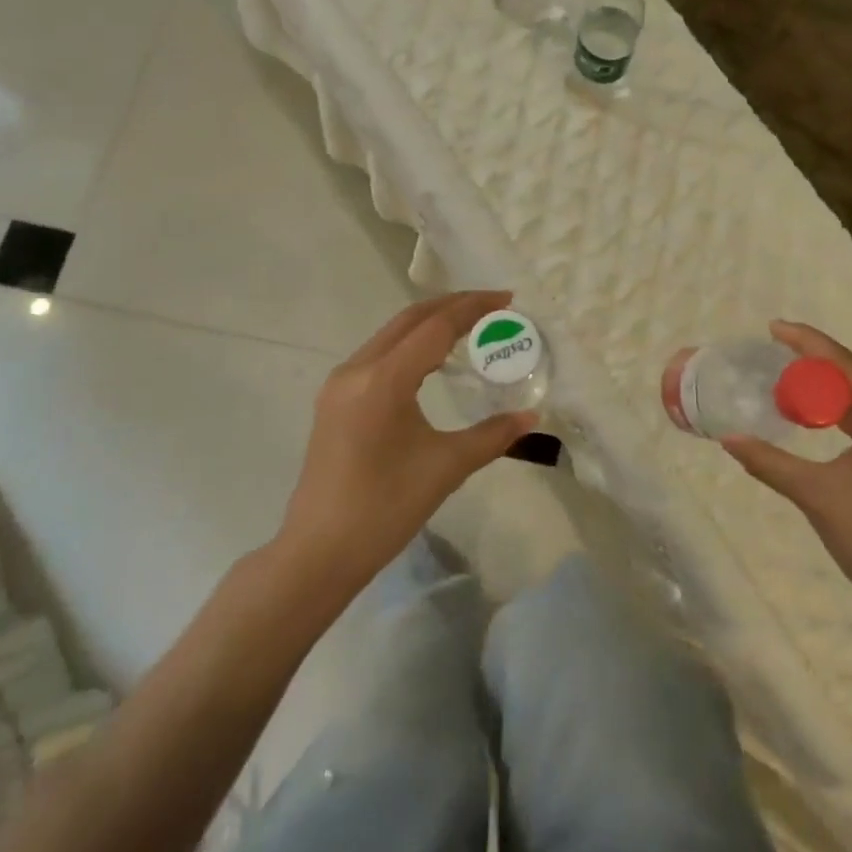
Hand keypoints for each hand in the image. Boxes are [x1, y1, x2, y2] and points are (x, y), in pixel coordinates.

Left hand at [277, 290, 536, 589]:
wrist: (319, 552)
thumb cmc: (385, 508)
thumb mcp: (446, 467)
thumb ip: (493, 435)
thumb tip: (532, 417)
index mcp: (383, 379)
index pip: (435, 326)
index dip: (473, 308)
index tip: (507, 299)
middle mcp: (356, 369)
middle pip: (410, 320)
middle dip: (452, 306)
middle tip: (492, 306)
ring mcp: (340, 384)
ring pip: (391, 335)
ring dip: (429, 324)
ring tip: (469, 327)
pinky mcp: (334, 401)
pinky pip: (378, 355)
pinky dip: (410, 346)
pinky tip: (432, 361)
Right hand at [722, 321, 851, 636]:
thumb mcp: (816, 494)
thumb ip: (770, 462)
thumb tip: (729, 439)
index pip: (849, 368)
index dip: (810, 343)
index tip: (775, 327)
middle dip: (815, 363)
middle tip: (774, 349)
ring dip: (825, 391)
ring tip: (786, 376)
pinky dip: (836, 418)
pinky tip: (811, 418)